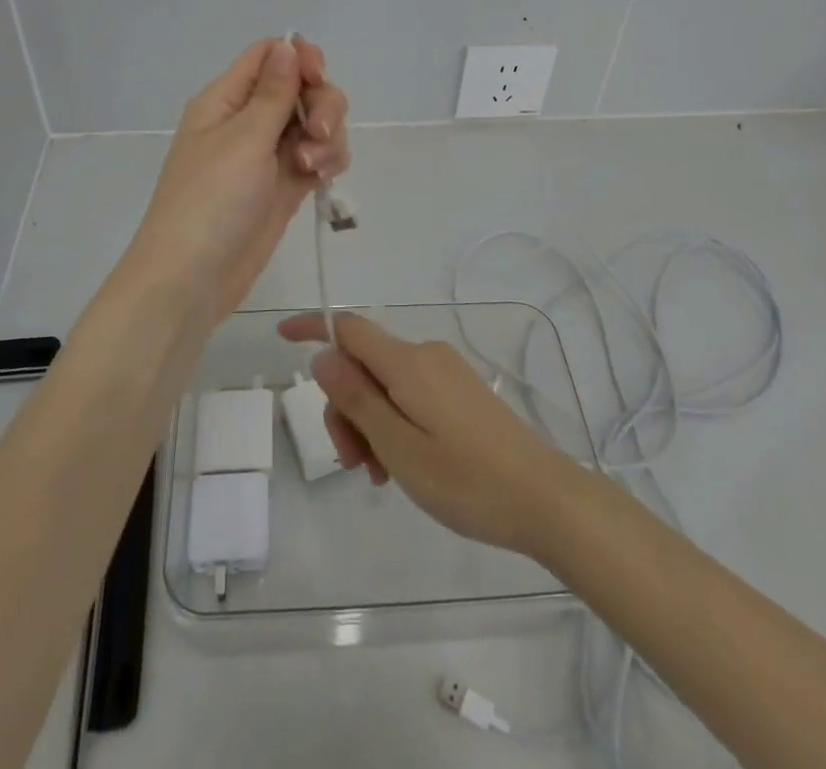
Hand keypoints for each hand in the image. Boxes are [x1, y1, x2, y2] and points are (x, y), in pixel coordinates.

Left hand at [122, 37, 348, 323]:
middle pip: (301, 87)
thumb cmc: (210, 201)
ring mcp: (268, 154)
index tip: (317, 77)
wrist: (192, 279)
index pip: (268, 55)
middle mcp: (248, 120)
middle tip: (319, 133)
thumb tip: (287, 44)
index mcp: (226, 99)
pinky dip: (327, 160)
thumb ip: (273, 92)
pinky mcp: (285, 184)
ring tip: (312, 167)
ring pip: (315, 122)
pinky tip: (321, 179)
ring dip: (327, 137)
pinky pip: (318, 155)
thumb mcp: (244, 139)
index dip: (299, 57)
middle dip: (322, 104)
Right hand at [276, 312, 586, 558]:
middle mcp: (425, 355)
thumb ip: (357, 398)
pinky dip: (393, 423)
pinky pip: (409, 395)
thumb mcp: (399, 446)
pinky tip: (402, 465)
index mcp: (407, 362)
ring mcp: (445, 372)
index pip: (348, 328)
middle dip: (346, 407)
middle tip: (354, 464)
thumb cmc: (466, 479)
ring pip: (385, 385)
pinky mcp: (459, 392)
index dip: (312, 328)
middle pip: (363, 364)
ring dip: (370, 423)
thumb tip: (323, 355)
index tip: (281, 339)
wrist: (545, 498)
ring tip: (381, 475)